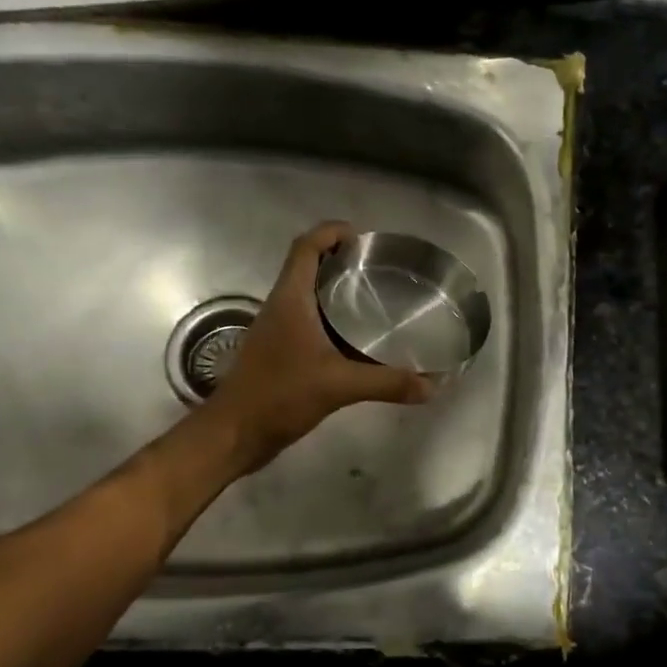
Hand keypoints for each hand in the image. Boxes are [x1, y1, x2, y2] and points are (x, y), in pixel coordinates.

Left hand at [209, 221, 433, 471]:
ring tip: (377, 296)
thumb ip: (387, 383)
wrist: (234, 433)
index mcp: (290, 300)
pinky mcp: (282, 351)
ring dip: (337, 289)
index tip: (363, 238)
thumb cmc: (279, 396)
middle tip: (380, 268)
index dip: (331, 232)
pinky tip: (360, 338)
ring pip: (309, 294)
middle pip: (308, 266)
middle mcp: (283, 307)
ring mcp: (280, 329)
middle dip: (341, 259)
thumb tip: (432, 385)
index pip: (305, 247)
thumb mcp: (338, 386)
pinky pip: (311, 321)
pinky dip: (334, 319)